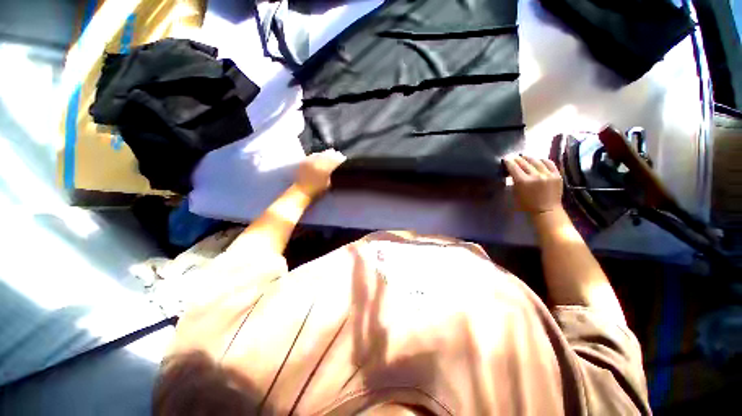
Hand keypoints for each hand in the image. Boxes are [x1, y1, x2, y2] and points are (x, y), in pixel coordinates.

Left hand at [294, 149, 346, 197]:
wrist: (302, 191)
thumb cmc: (317, 190)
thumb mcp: (328, 184)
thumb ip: (330, 174)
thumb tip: (332, 168)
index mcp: (325, 170)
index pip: (334, 161)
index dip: (339, 158)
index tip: (343, 157)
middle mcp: (317, 163)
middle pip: (327, 155)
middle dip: (333, 154)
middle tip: (338, 153)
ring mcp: (309, 161)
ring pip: (320, 154)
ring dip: (325, 153)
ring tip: (330, 152)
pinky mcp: (304, 161)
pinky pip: (312, 155)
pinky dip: (317, 154)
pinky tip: (320, 155)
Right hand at [504, 155, 562, 214]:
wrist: (546, 211)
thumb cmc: (527, 205)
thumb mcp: (516, 193)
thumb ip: (514, 181)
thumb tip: (513, 172)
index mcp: (523, 181)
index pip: (514, 167)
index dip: (509, 162)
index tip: (506, 159)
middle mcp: (535, 176)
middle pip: (524, 162)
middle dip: (517, 159)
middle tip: (514, 157)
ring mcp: (547, 174)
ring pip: (536, 161)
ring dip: (529, 158)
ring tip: (524, 156)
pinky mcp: (557, 175)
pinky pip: (549, 163)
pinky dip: (542, 160)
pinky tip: (538, 160)